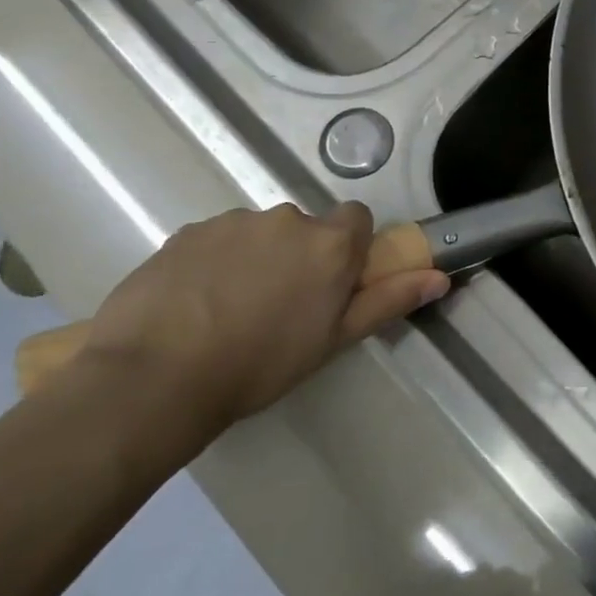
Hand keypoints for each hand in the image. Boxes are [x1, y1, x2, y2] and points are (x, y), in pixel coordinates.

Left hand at [80, 203, 448, 439]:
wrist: (155, 377)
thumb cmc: (260, 364)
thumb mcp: (334, 340)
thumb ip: (388, 300)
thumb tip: (439, 277)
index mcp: (329, 243)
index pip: (357, 219)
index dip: (349, 248)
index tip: (333, 283)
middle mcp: (286, 218)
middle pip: (306, 228)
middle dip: (300, 256)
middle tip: (280, 307)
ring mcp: (232, 222)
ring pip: (259, 233)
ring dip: (257, 258)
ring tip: (230, 310)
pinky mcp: (186, 231)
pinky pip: (216, 239)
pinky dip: (215, 262)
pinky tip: (194, 304)